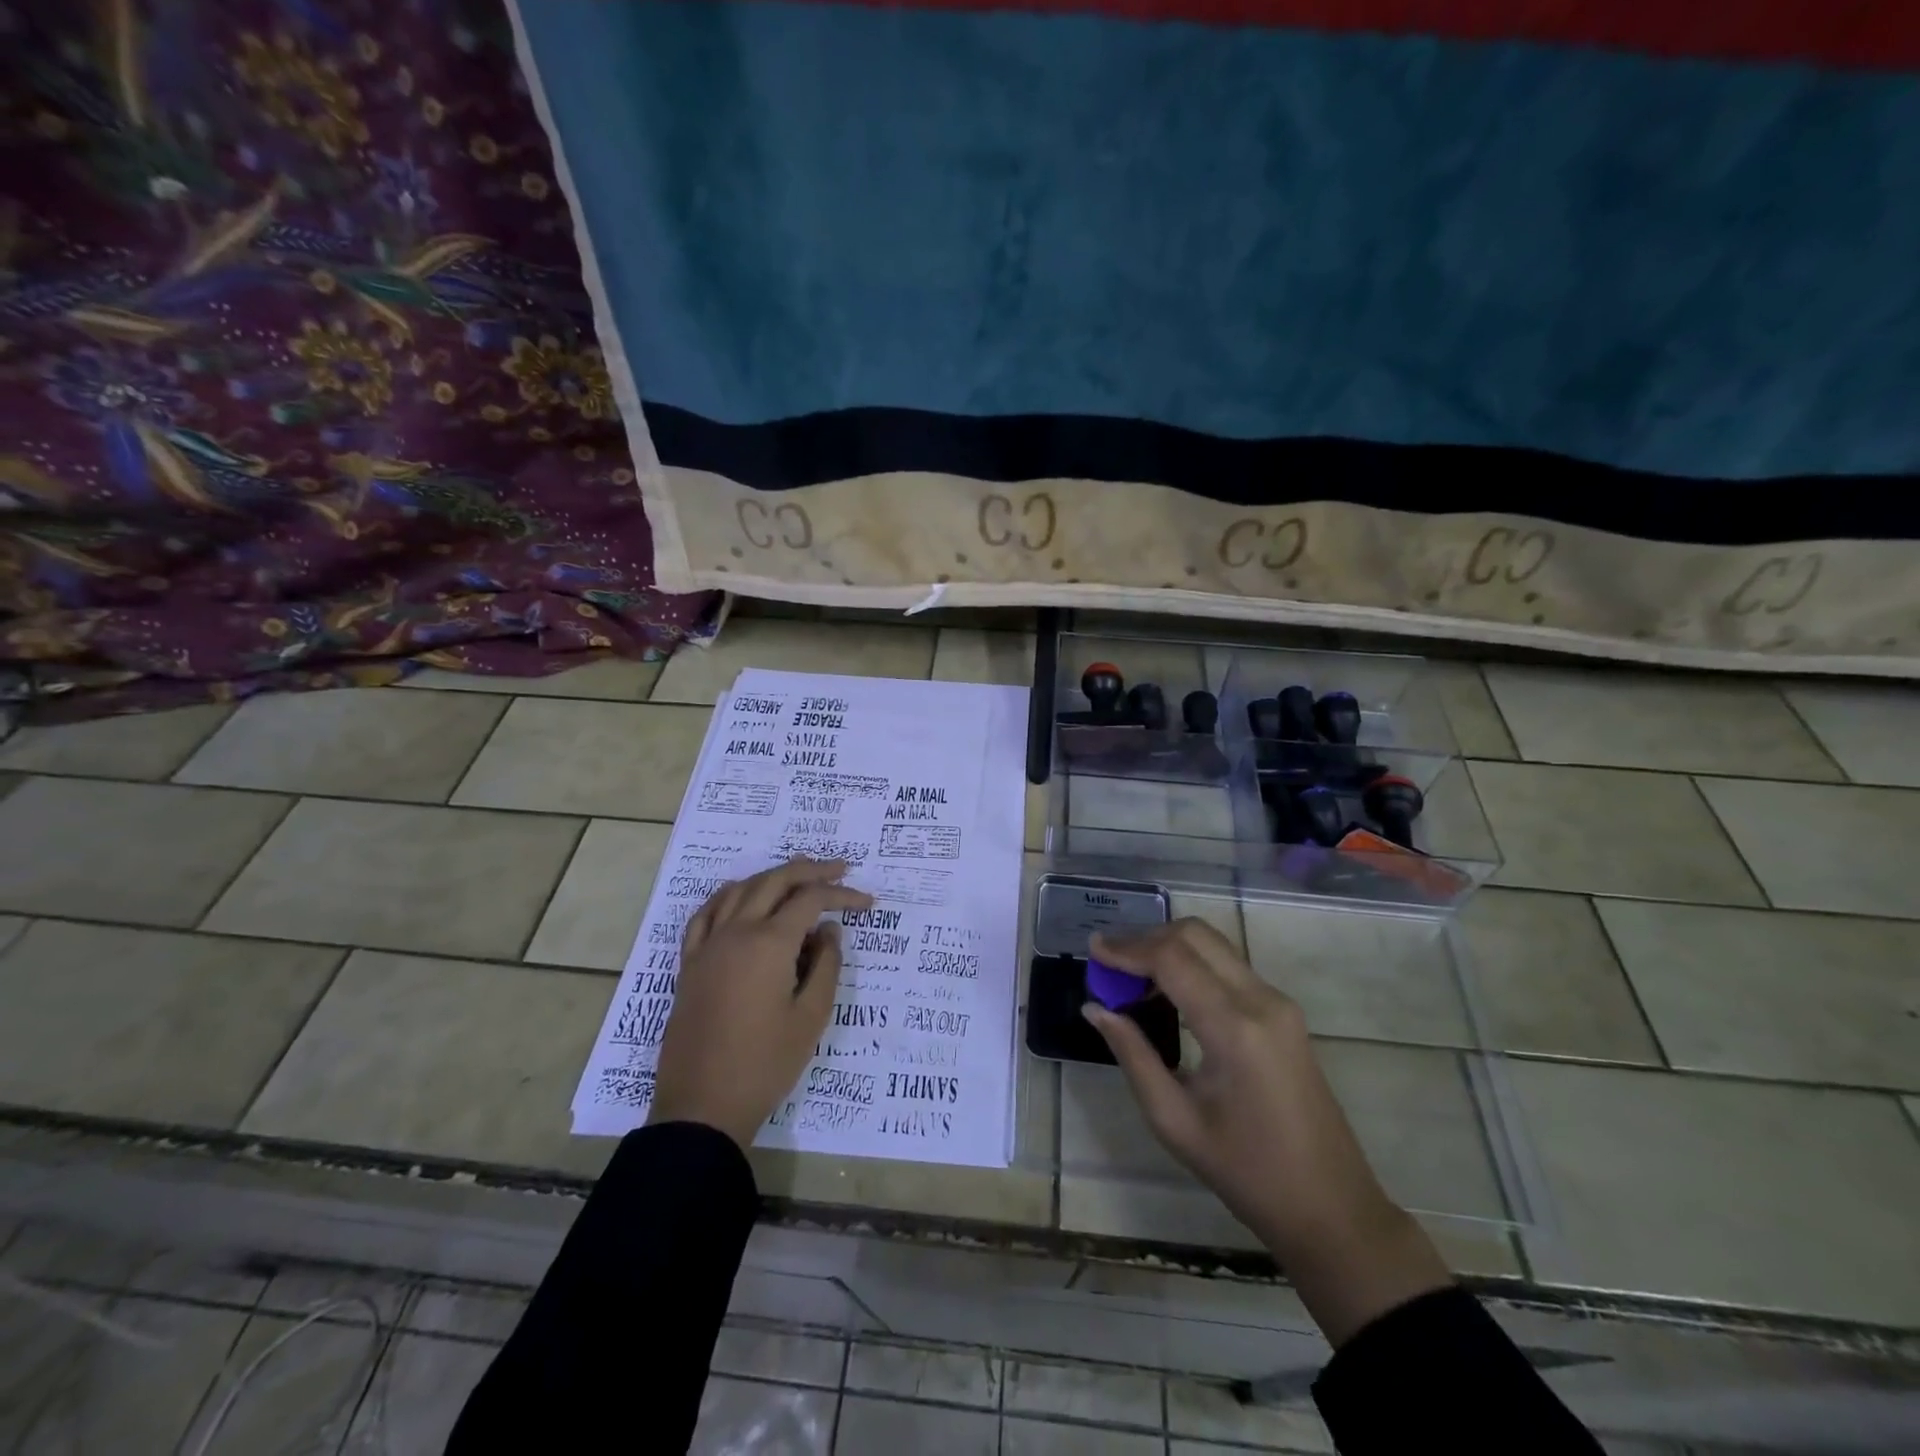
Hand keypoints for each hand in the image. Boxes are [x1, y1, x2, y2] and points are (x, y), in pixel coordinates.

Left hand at [649, 858, 872, 1148]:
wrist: (702, 1107)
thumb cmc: (765, 1064)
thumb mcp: (811, 1017)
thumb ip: (826, 965)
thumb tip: (829, 930)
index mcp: (769, 943)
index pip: (810, 899)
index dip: (842, 895)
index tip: (868, 904)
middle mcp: (736, 932)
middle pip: (775, 881)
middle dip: (810, 870)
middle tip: (840, 869)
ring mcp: (708, 946)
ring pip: (740, 889)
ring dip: (772, 877)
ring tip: (797, 878)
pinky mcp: (689, 964)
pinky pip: (705, 914)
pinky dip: (727, 896)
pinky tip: (739, 896)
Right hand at [1083, 919, 1449, 1344]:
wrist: (1332, 1208)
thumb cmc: (1248, 1174)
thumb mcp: (1175, 1121)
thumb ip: (1133, 1055)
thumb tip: (1095, 1008)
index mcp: (1234, 1029)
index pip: (1171, 959)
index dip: (1127, 948)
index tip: (1092, 949)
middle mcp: (1261, 1000)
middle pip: (1195, 935)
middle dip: (1146, 939)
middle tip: (1110, 962)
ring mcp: (1278, 1002)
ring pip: (1213, 944)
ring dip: (1168, 948)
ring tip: (1130, 976)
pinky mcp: (1283, 1011)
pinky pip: (1228, 966)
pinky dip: (1191, 963)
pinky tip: (1167, 991)